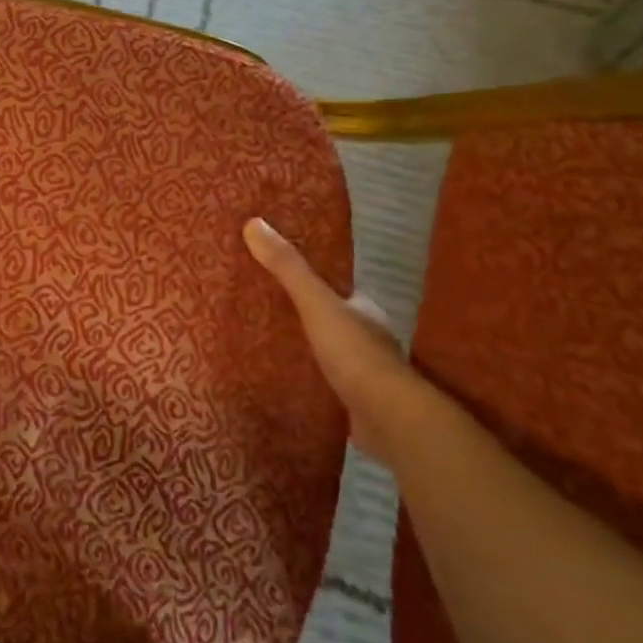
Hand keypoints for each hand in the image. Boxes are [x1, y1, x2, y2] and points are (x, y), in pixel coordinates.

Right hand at [243, 216, 418, 464]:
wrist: (390, 420)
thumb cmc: (356, 353)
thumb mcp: (316, 303)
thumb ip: (288, 268)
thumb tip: (253, 222)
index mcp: (363, 311)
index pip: (335, 289)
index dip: (310, 281)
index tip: (278, 274)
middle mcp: (367, 339)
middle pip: (328, 320)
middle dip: (301, 317)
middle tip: (260, 308)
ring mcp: (362, 375)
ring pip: (326, 354)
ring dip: (302, 350)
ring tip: (261, 342)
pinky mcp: (353, 405)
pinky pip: (322, 385)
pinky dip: (305, 381)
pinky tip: (280, 380)